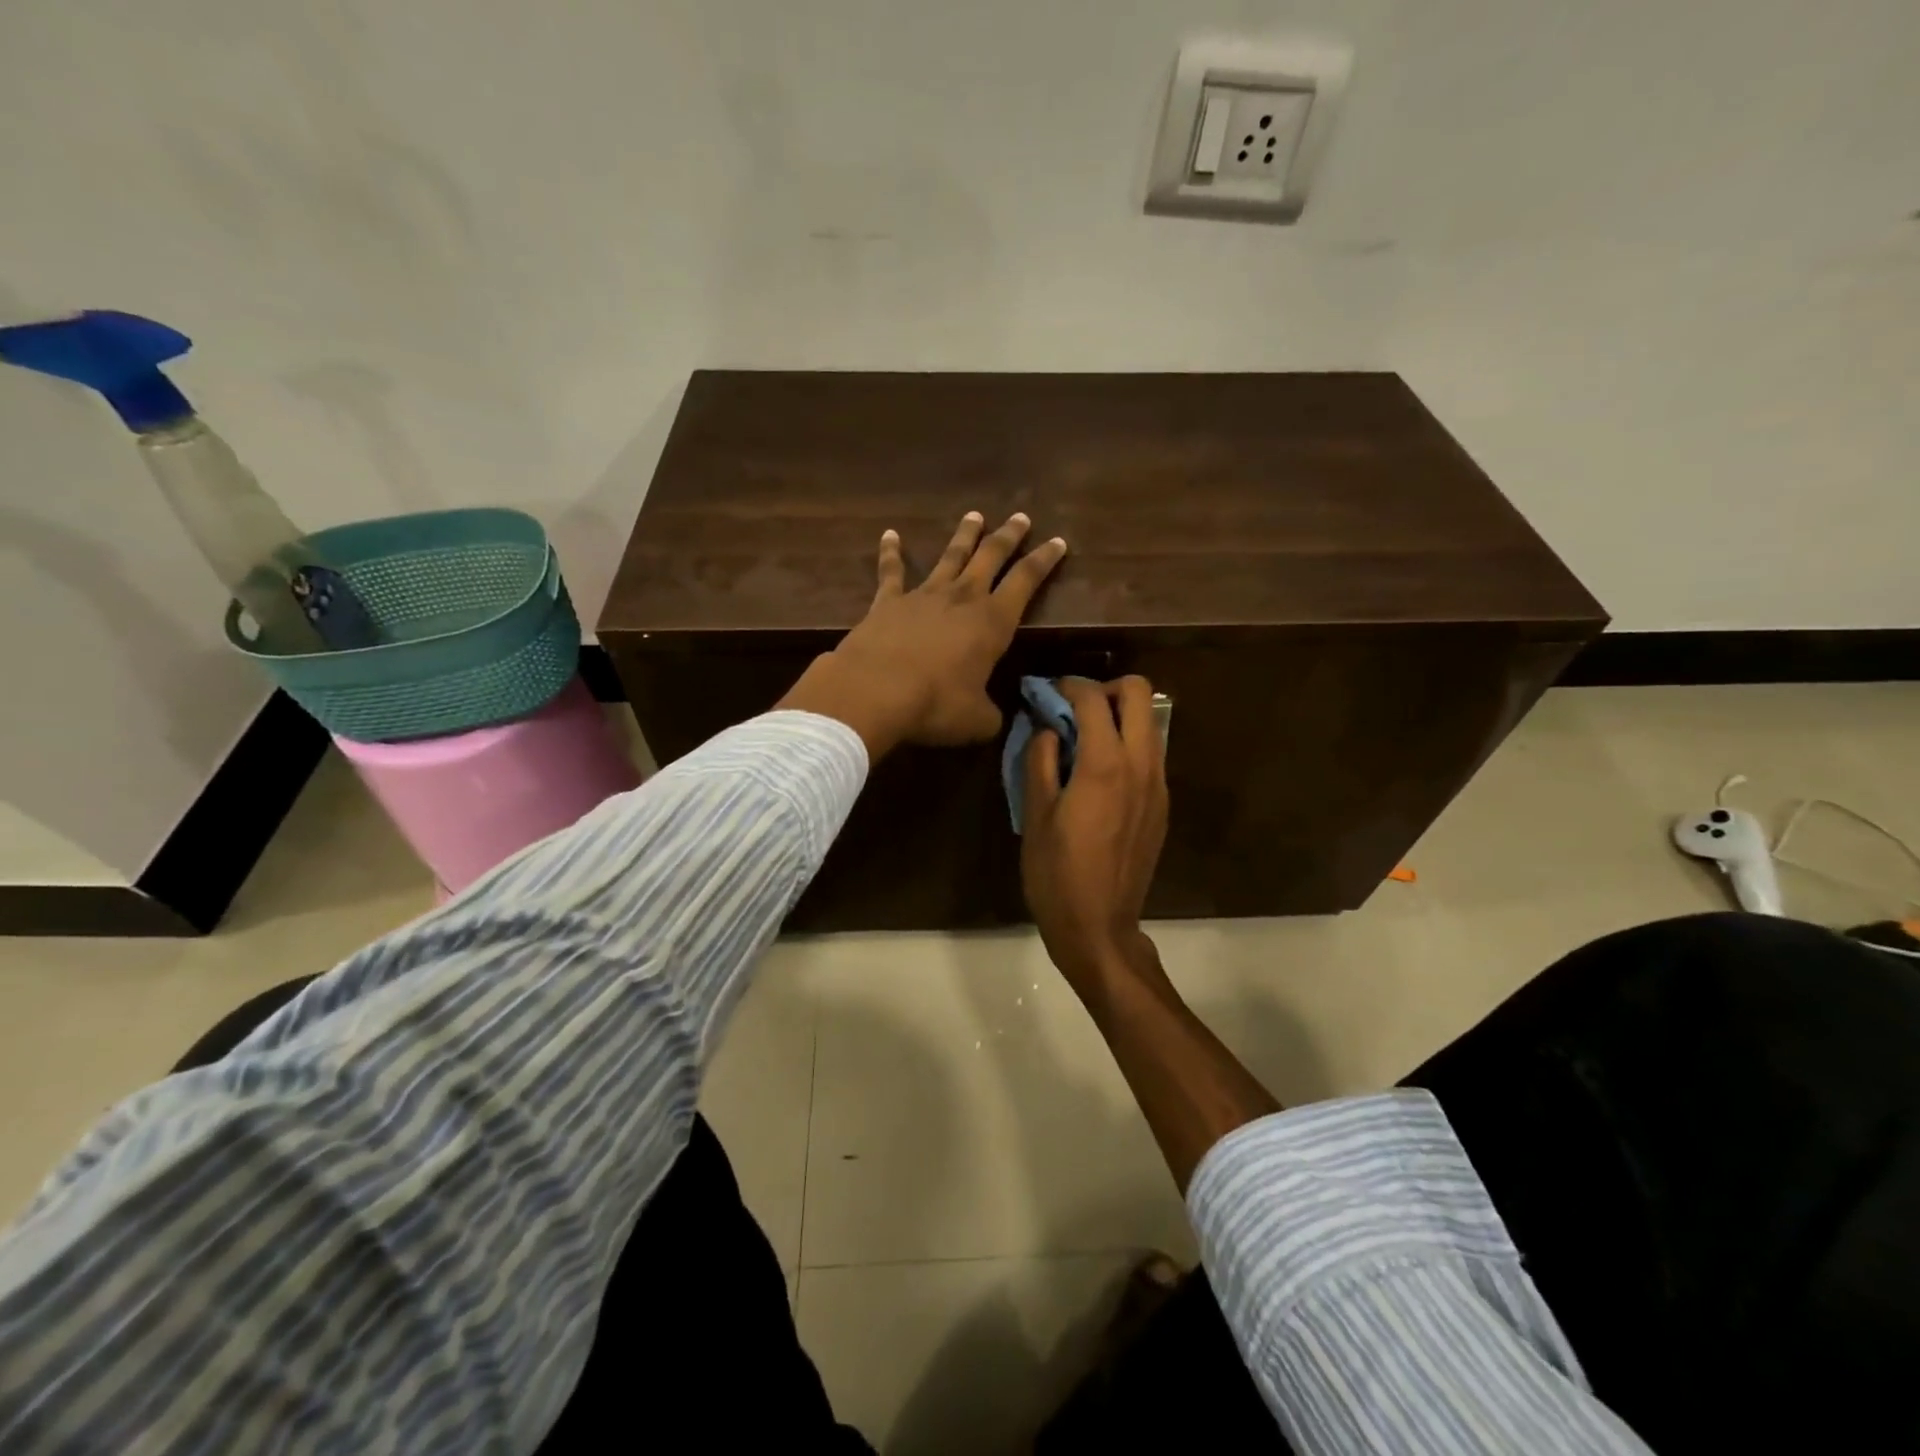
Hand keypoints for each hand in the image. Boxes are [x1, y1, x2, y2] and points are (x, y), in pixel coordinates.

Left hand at [778, 512, 1066, 756]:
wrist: (874, 692)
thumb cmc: (936, 705)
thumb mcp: (977, 720)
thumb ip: (991, 714)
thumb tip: (994, 717)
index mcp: (992, 622)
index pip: (1026, 581)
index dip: (1045, 560)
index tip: (1057, 541)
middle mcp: (962, 598)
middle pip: (990, 556)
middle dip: (1008, 536)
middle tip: (1020, 517)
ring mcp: (923, 595)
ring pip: (949, 556)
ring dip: (964, 535)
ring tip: (974, 516)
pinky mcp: (887, 601)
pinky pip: (891, 571)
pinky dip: (891, 552)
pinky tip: (890, 535)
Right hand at [1020, 676, 1168, 997]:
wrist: (1099, 927)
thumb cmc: (1056, 874)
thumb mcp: (1034, 815)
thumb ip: (1039, 759)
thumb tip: (1045, 728)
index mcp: (1104, 765)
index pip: (1094, 699)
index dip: (1068, 685)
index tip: (1048, 690)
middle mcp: (1141, 765)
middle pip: (1139, 693)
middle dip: (1105, 689)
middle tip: (1074, 709)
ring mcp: (1158, 785)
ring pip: (1150, 723)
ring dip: (1120, 716)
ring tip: (1084, 738)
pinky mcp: (1162, 805)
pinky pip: (1150, 754)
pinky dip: (1128, 745)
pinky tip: (1100, 773)